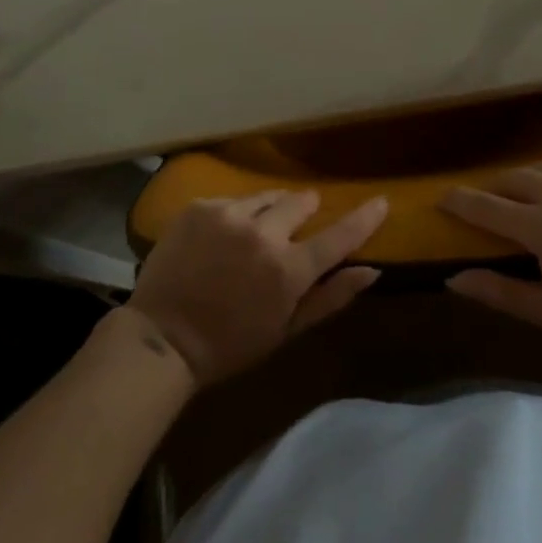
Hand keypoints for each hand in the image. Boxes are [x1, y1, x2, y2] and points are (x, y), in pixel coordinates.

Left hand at [124, 192, 388, 384]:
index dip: (363, 218)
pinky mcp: (201, 206)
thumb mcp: (286, 330)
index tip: (380, 201)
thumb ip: (331, 297)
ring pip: (266, 197)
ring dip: (269, 211)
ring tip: (253, 235)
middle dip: (303, 211)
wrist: (161, 338)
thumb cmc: (229, 345)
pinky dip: (235, 215)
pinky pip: (232, 201)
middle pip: (300, 202)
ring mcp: (229, 215)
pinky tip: (221, 238)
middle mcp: (263, 233)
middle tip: (293, 229)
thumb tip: (372, 271)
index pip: (338, 236)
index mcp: (288, 270)